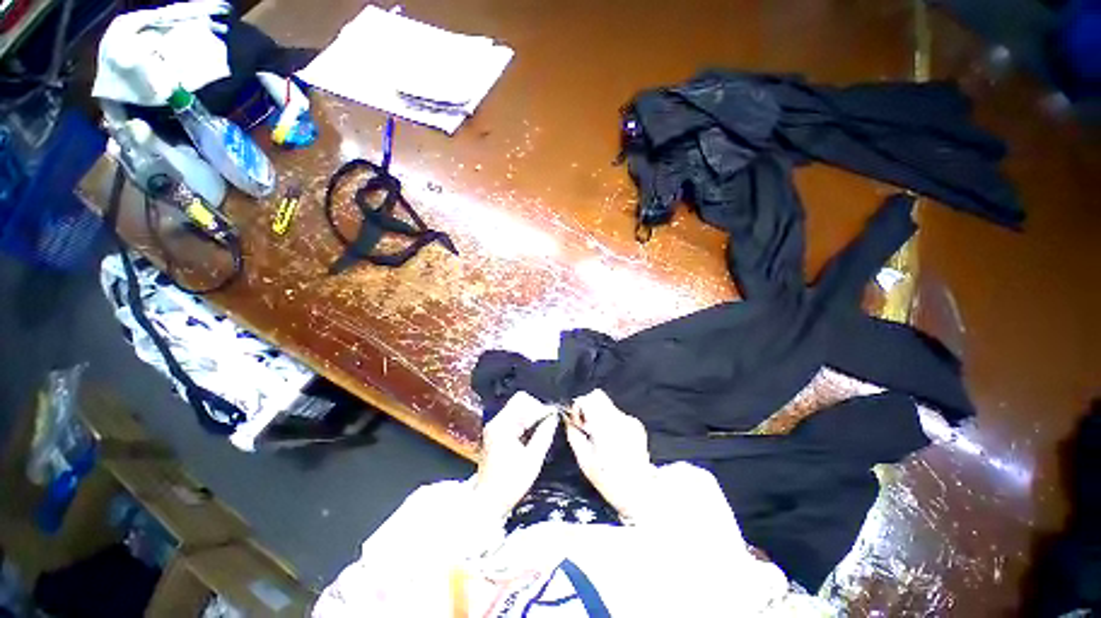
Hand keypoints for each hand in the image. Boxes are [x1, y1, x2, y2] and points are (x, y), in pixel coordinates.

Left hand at [474, 392, 558, 518]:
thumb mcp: (532, 459)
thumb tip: (554, 417)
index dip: (538, 406)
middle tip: (547, 427)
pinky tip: (531, 438)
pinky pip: (513, 420)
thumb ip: (544, 434)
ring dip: (531, 419)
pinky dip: (524, 425)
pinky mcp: (495, 435)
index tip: (550, 419)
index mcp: (502, 425)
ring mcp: (494, 428)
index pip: (522, 399)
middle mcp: (495, 422)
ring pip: (517, 411)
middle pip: (519, 403)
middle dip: (535, 412)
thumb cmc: (510, 482)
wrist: (488, 503)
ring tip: (541, 433)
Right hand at [565, 390, 657, 521]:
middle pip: (598, 396)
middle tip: (586, 427)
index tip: (577, 423)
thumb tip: (568, 419)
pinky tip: (612, 440)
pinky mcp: (637, 424)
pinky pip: (617, 414)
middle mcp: (619, 418)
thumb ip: (574, 435)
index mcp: (605, 426)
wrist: (641, 492)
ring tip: (599, 437)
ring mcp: (630, 420)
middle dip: (587, 407)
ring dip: (598, 415)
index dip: (578, 407)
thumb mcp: (584, 461)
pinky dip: (610, 422)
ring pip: (607, 405)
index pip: (587, 399)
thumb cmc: (609, 480)